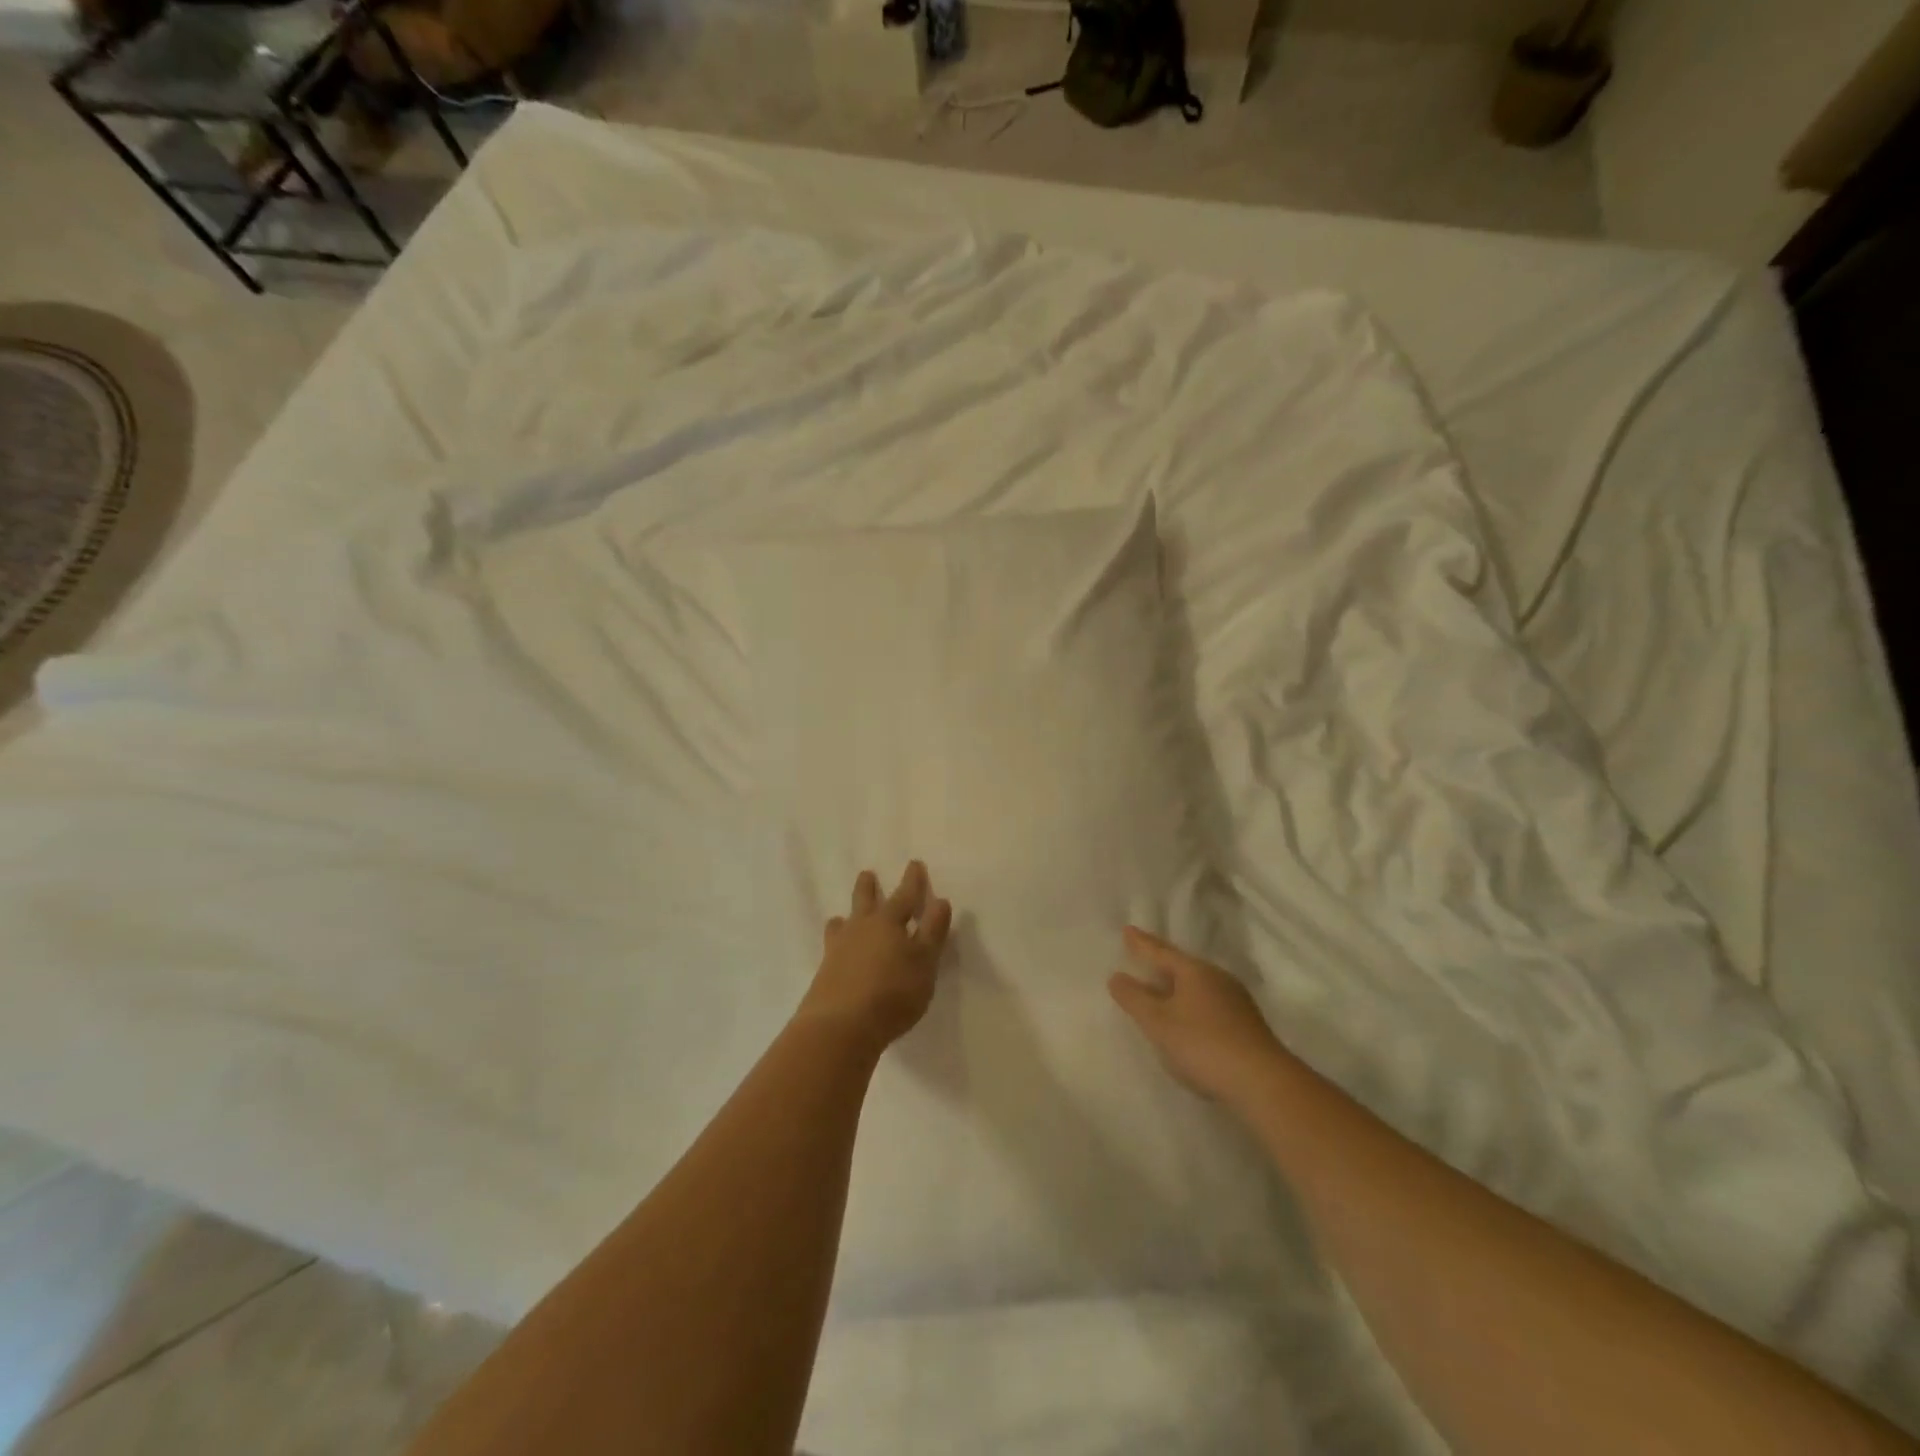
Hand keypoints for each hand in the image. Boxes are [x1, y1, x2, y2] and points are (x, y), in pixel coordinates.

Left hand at [799, 862, 953, 1052]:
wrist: (840, 1026)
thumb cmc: (893, 992)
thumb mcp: (924, 962)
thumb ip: (932, 932)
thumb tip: (940, 900)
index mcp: (888, 923)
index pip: (905, 896)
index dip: (913, 881)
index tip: (914, 864)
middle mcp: (861, 929)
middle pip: (864, 901)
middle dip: (868, 887)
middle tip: (867, 874)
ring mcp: (838, 950)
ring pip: (842, 924)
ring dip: (846, 917)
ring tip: (842, 916)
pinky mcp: (824, 973)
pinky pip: (832, 948)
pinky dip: (837, 944)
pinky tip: (836, 954)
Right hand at [1108, 926, 1283, 1104]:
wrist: (1262, 1082)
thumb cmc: (1202, 1044)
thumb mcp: (1158, 1022)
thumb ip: (1134, 998)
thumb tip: (1116, 976)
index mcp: (1194, 971)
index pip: (1161, 951)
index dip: (1141, 943)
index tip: (1127, 930)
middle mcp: (1217, 978)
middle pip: (1182, 966)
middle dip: (1161, 963)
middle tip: (1142, 957)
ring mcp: (1235, 1001)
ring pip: (1197, 986)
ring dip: (1177, 986)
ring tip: (1161, 989)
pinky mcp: (1245, 1024)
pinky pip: (1209, 1003)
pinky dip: (1191, 1005)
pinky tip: (1187, 1019)